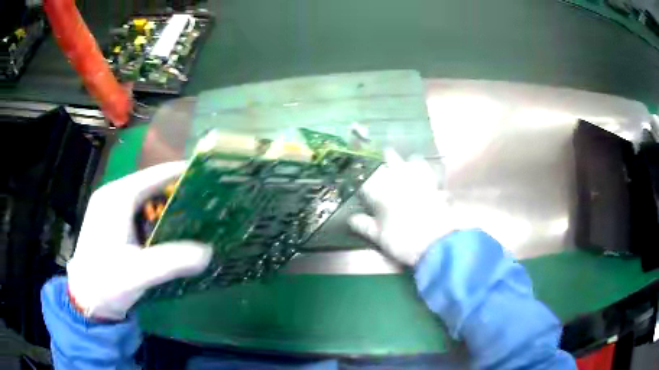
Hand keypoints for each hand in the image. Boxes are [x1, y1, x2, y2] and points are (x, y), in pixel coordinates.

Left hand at [66, 162, 211, 320]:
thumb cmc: (107, 281)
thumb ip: (174, 260)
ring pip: (144, 198)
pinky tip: (167, 229)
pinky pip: (137, 211)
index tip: (207, 174)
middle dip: (176, 190)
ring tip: (191, 212)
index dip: (181, 172)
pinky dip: (154, 216)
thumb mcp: (140, 272)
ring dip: (165, 204)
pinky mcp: (110, 222)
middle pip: (149, 184)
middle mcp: (112, 195)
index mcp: (117, 197)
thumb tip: (209, 251)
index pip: (154, 175)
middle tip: (204, 199)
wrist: (85, 298)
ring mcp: (109, 208)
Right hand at [349, 150, 452, 265]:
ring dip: (404, 161)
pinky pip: (428, 171)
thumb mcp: (379, 237)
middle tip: (381, 161)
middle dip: (383, 159)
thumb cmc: (403, 242)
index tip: (361, 179)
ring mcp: (419, 181)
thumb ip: (364, 225)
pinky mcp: (434, 186)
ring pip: (410, 161)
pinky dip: (424, 168)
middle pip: (390, 161)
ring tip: (402, 163)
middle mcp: (400, 181)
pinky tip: (424, 170)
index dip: (363, 177)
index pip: (368, 179)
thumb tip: (351, 218)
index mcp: (382, 192)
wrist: (435, 244)